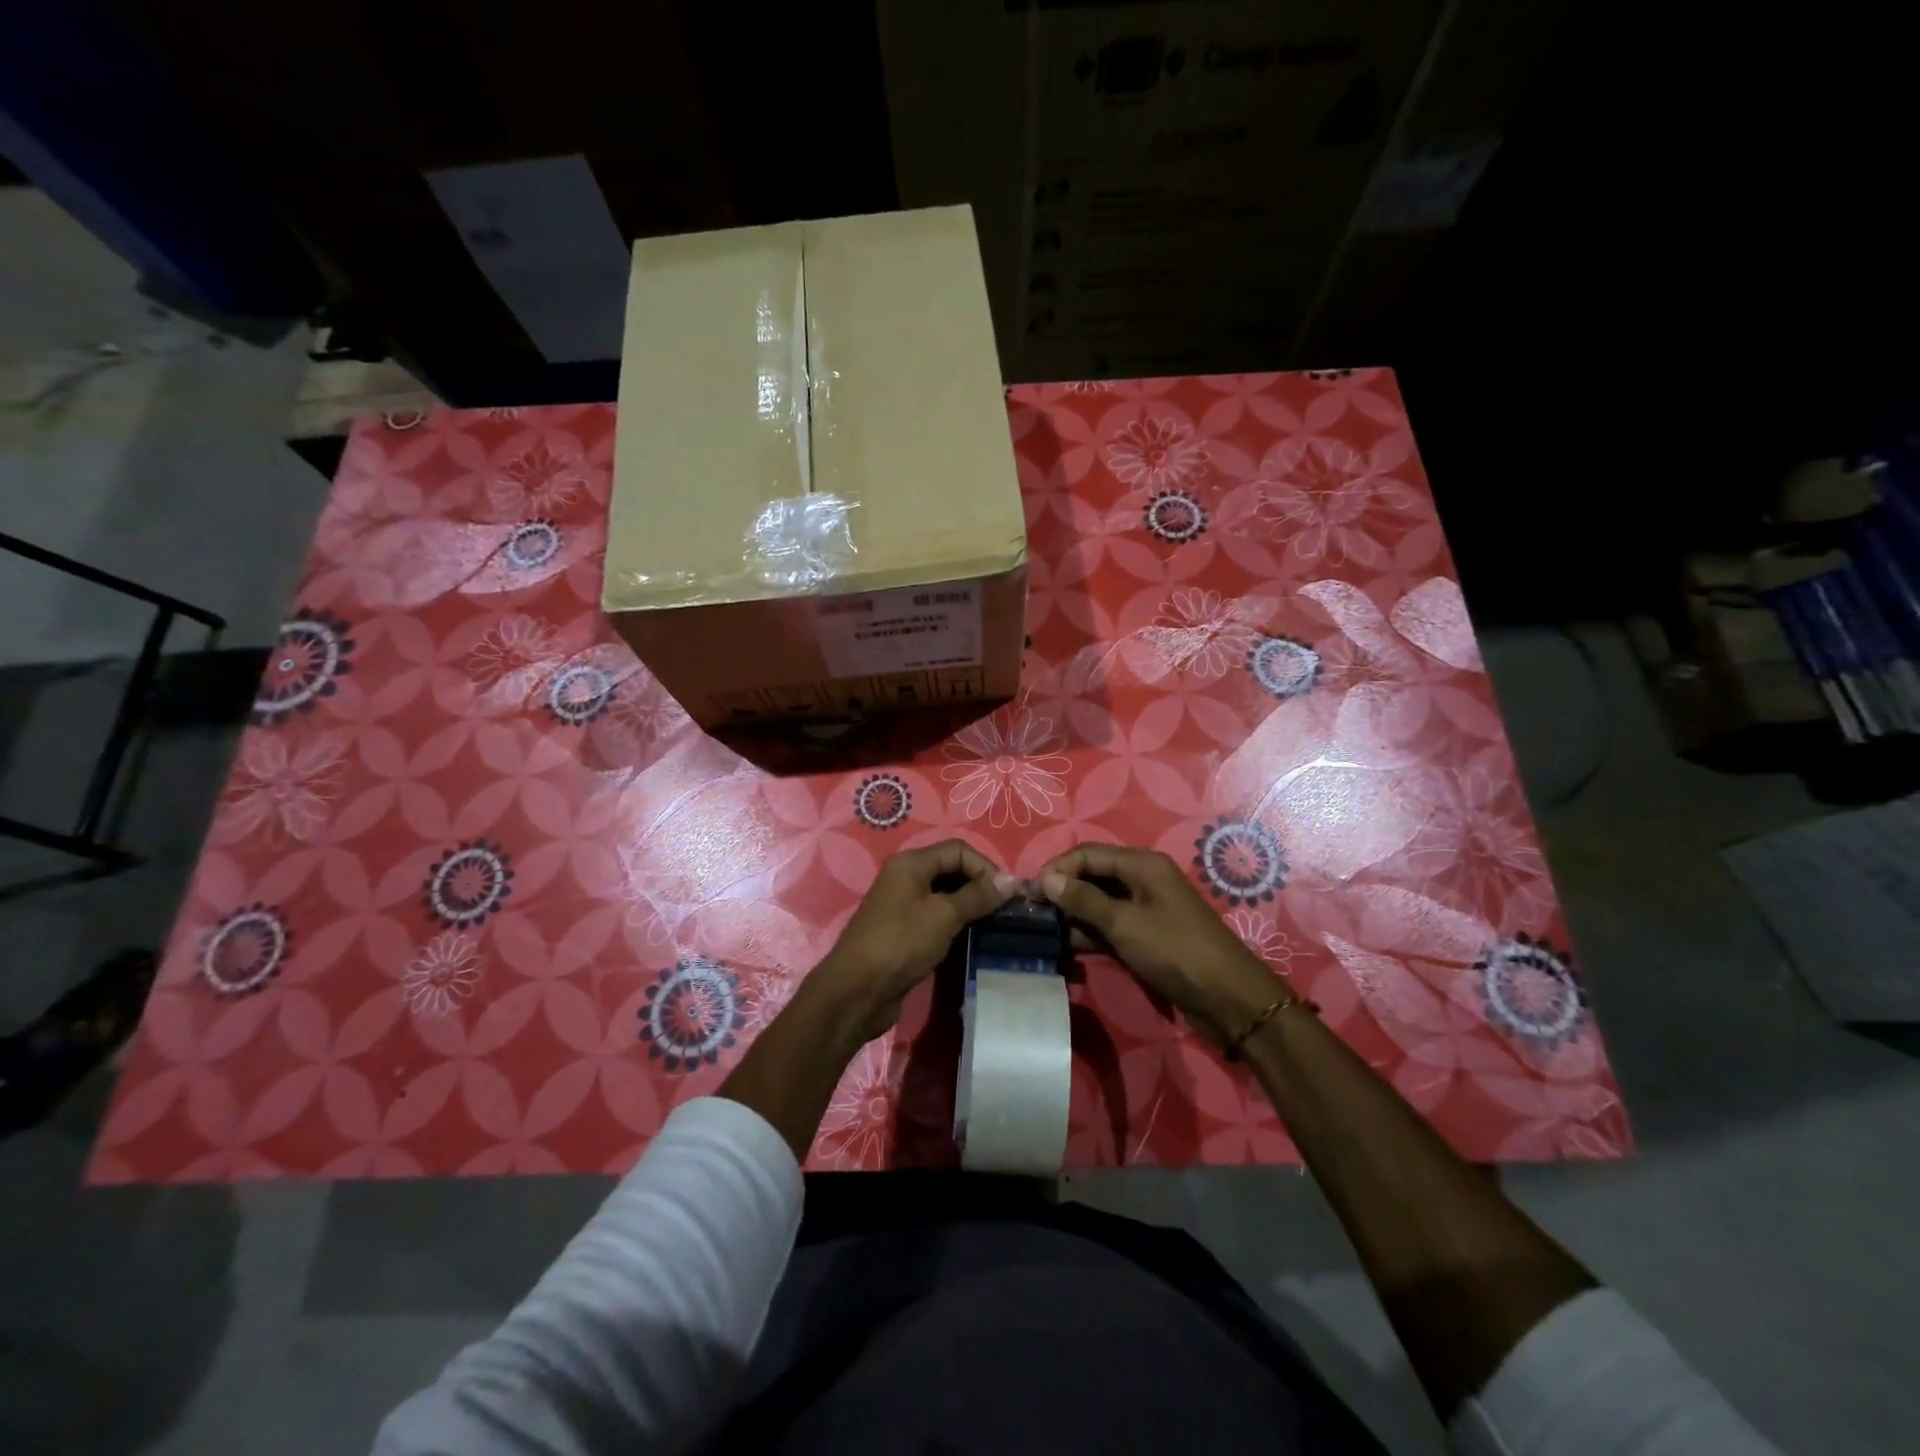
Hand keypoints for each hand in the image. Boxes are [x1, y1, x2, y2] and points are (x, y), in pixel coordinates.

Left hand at [810, 840, 1018, 1043]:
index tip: (1006, 895)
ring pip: (945, 895)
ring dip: (969, 905)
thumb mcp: (944, 915)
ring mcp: (902, 905)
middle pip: (951, 869)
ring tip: (993, 924)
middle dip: (979, 885)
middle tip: (1004, 910)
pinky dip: (955, 922)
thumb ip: (978, 896)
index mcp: (911, 863)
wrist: (857, 991)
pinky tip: (970, 938)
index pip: (958, 850)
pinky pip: (936, 917)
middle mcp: (905, 877)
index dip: (985, 867)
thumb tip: (1011, 881)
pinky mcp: (903, 931)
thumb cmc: (901, 943)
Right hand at [1038, 843, 1284, 1043]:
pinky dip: (1089, 931)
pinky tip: (1066, 945)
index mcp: (1142, 865)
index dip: (1057, 869)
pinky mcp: (1146, 934)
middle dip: (1063, 890)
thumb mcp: (1125, 924)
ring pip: (1099, 902)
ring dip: (1073, 913)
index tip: (1030, 893)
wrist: (1228, 998)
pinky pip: (1110, 924)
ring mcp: (1145, 908)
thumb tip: (1045, 880)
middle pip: (1093, 875)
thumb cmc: (1175, 951)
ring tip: (1042, 930)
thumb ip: (1083, 901)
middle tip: (1032, 912)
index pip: (1088, 854)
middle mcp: (1143, 879)